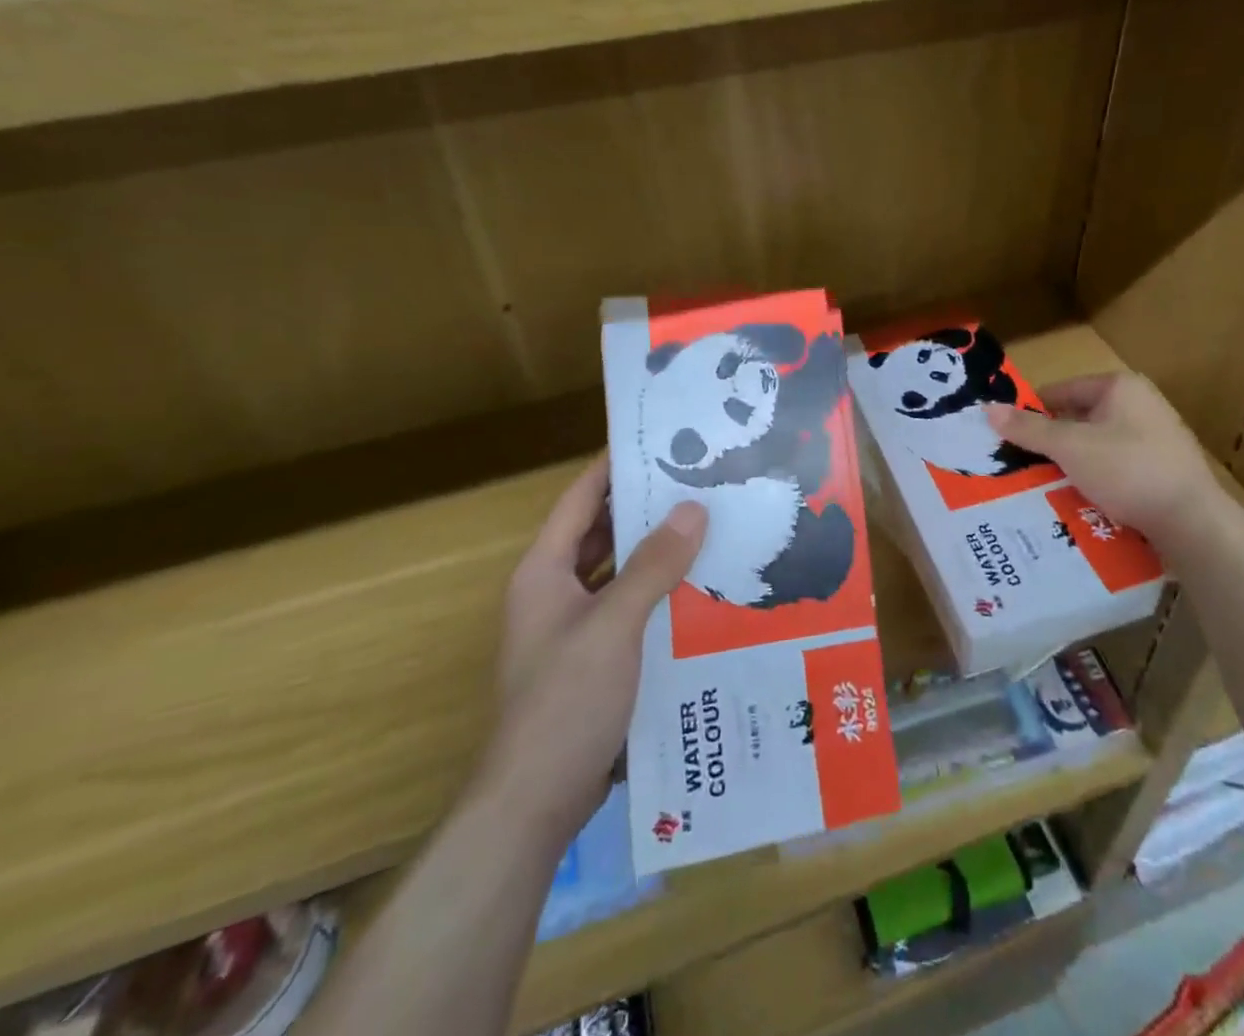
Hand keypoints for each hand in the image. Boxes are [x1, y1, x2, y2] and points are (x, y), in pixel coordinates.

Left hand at [478, 457, 705, 846]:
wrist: (534, 802)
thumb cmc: (565, 701)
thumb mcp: (614, 626)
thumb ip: (652, 565)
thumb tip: (693, 507)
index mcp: (545, 571)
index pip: (581, 498)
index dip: (615, 466)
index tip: (661, 440)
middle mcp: (554, 591)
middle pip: (601, 533)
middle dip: (645, 507)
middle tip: (699, 482)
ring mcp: (572, 628)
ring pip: (617, 572)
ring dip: (654, 552)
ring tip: (708, 526)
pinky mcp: (592, 660)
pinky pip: (627, 608)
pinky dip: (657, 593)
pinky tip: (699, 589)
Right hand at [985, 373, 1234, 546]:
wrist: (1192, 521)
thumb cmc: (1128, 470)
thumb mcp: (1070, 447)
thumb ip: (1028, 429)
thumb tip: (987, 409)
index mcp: (1120, 387)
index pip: (1062, 390)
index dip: (1032, 411)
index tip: (1007, 436)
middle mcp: (1140, 405)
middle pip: (1078, 419)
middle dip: (1050, 443)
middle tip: (1019, 465)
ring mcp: (1155, 438)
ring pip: (1095, 447)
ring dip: (1071, 464)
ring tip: (1042, 487)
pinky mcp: (1163, 470)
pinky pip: (1116, 468)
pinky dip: (1095, 480)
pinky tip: (1077, 501)